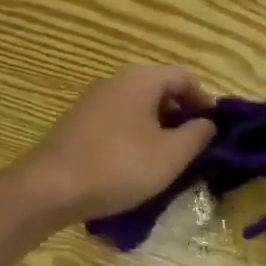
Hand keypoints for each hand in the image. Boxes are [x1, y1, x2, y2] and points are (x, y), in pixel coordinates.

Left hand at [16, 66, 217, 223]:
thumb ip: (197, 135)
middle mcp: (115, 81)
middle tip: (194, 150)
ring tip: (167, 162)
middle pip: (160, 90)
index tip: (215, 133)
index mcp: (141, 79)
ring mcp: (93, 101)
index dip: (206, 102)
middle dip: (181, 118)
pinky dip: (134, 137)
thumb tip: (208, 123)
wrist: (50, 187)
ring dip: (158, 130)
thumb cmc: (119, 166)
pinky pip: (118, 122)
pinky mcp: (78, 123)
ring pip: (138, 108)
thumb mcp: (170, 155)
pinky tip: (134, 166)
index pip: (185, 77)